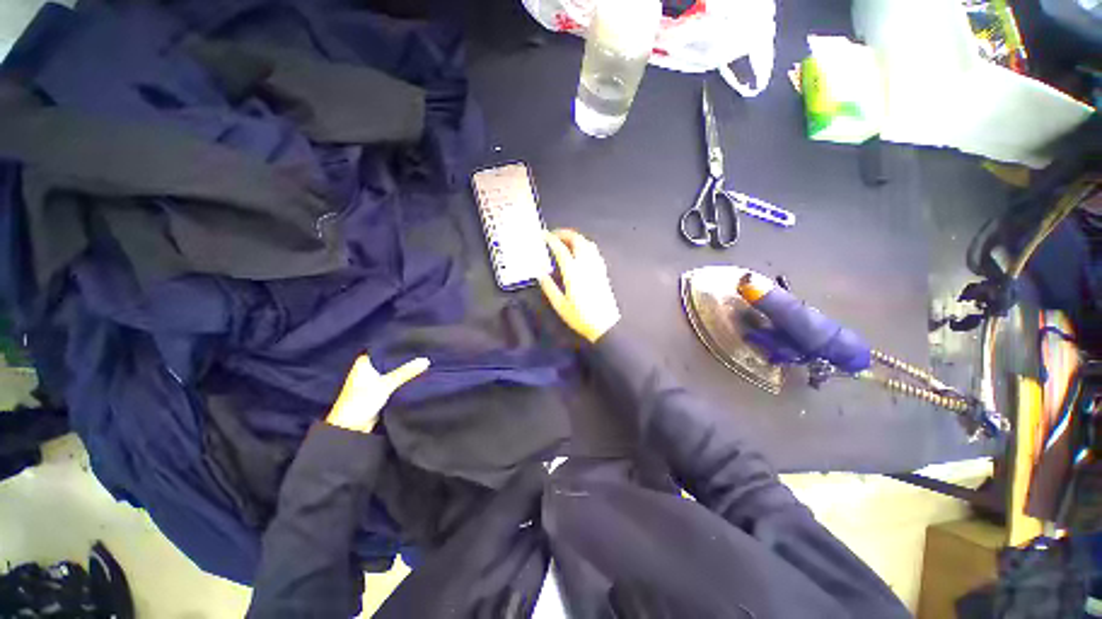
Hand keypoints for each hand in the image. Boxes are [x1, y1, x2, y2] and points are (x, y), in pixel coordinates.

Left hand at [325, 355, 429, 432]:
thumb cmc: (360, 402)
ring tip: (422, 362)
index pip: (383, 348)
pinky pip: (394, 382)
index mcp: (364, 363)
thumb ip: (405, 372)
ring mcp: (373, 382)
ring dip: (404, 370)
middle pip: (389, 361)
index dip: (397, 345)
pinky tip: (415, 376)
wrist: (351, 428)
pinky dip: (402, 380)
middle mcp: (368, 370)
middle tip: (422, 351)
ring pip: (392, 372)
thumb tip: (425, 360)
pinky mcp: (379, 392)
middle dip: (404, 359)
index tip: (414, 341)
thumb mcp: (386, 384)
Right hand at [539, 229, 620, 342]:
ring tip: (565, 241)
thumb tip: (540, 274)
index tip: (542, 235)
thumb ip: (549, 287)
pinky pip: (594, 251)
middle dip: (564, 233)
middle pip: (577, 240)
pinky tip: (580, 251)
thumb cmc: (580, 317)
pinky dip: (585, 245)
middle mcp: (586, 265)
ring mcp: (596, 267)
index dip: (551, 239)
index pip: (561, 249)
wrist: (604, 324)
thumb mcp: (560, 305)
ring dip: (575, 238)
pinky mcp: (602, 271)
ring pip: (587, 243)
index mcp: (573, 272)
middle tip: (553, 235)